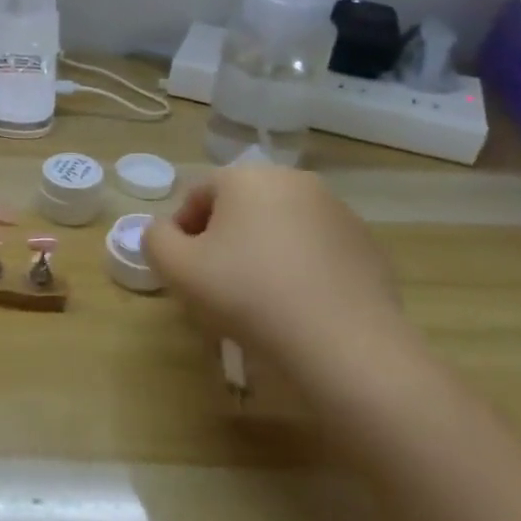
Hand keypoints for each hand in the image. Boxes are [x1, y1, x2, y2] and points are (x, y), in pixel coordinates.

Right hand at [143, 166, 408, 375]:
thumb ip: (155, 239)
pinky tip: (295, 306)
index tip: (183, 271)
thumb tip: (165, 232)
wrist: (343, 344)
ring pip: (278, 227)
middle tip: (214, 284)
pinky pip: (314, 250)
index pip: (197, 195)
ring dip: (260, 252)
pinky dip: (298, 268)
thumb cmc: (248, 294)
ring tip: (256, 299)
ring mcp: (337, 211)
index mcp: (247, 177)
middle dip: (222, 240)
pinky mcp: (365, 245)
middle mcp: (294, 181)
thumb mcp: (176, 268)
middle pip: (239, 208)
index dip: (181, 233)